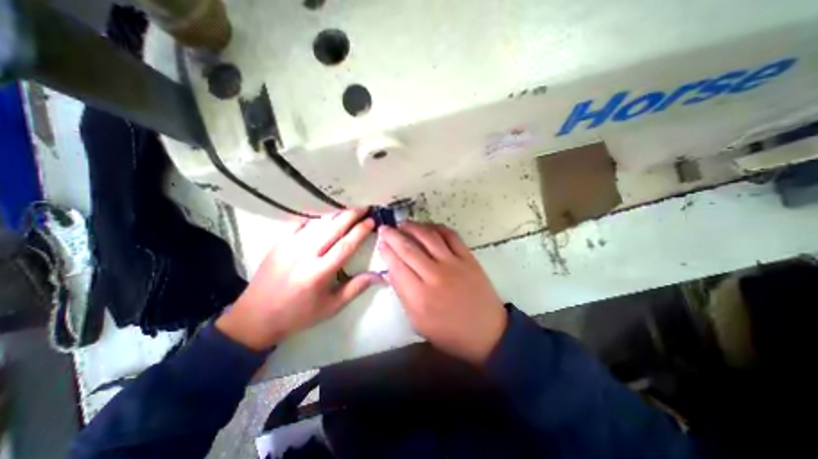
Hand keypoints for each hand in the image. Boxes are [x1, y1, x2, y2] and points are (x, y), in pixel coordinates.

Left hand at [217, 210, 382, 349]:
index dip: (360, 231)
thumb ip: (356, 287)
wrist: (256, 317)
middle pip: (332, 229)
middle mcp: (304, 255)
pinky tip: (323, 210)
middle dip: (351, 215)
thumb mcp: (332, 306)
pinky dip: (313, 215)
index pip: (345, 246)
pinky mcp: (278, 242)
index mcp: (319, 273)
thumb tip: (380, 275)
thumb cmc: (299, 314)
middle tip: (364, 205)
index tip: (372, 221)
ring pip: (317, 223)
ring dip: (335, 213)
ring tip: (348, 205)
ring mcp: (288, 246)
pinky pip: (298, 223)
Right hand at [376, 223, 505, 365]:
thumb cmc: (449, 332)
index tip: (380, 242)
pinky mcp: (468, 258)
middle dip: (393, 235)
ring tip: (403, 224)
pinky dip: (437, 227)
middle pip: (409, 248)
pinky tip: (428, 227)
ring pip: (428, 237)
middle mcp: (434, 276)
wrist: (487, 332)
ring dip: (413, 227)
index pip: (396, 266)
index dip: (386, 251)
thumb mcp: (418, 321)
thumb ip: (402, 294)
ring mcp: (453, 264)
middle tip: (385, 228)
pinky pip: (450, 235)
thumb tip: (391, 270)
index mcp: (419, 296)